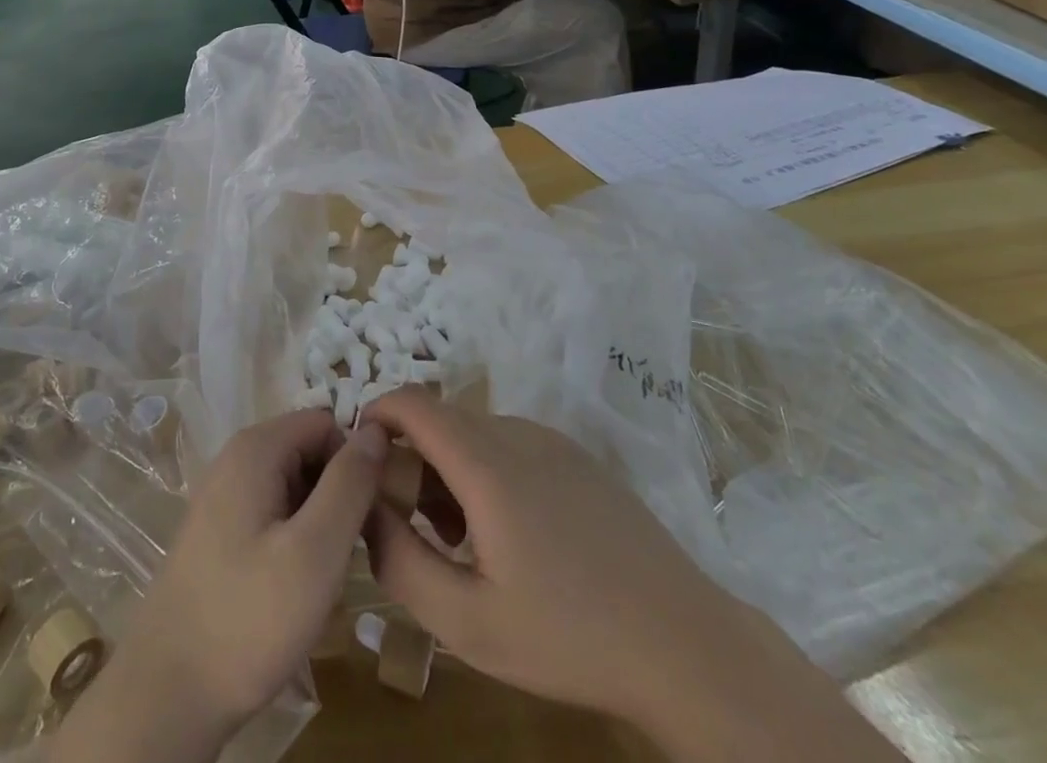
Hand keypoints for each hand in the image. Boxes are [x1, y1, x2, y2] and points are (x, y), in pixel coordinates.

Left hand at [51, 412, 389, 762]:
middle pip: (309, 452)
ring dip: (320, 523)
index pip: (326, 423)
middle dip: (338, 495)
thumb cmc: (248, 618)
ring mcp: (224, 495)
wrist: (166, 695)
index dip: (355, 462)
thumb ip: (350, 484)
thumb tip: (377, 429)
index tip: (371, 516)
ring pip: (294, 486)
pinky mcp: (219, 531)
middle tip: (349, 555)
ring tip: (324, 579)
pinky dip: (295, 541)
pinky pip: (273, 514)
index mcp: (256, 448)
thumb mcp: (316, 551)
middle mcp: (236, 458)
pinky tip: (297, 589)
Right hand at [361, 389, 902, 761]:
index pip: (412, 403)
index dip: (376, 416)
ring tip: (463, 540)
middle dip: (412, 459)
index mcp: (486, 464)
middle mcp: (517, 432)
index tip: (363, 460)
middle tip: (416, 526)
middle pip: (440, 419)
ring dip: (449, 467)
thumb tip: (365, 507)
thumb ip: (399, 560)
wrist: (683, 644)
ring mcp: (552, 439)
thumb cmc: (568, 636)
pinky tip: (510, 534)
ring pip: (475, 431)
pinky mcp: (577, 455)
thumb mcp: (466, 622)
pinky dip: (486, 468)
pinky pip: (510, 442)